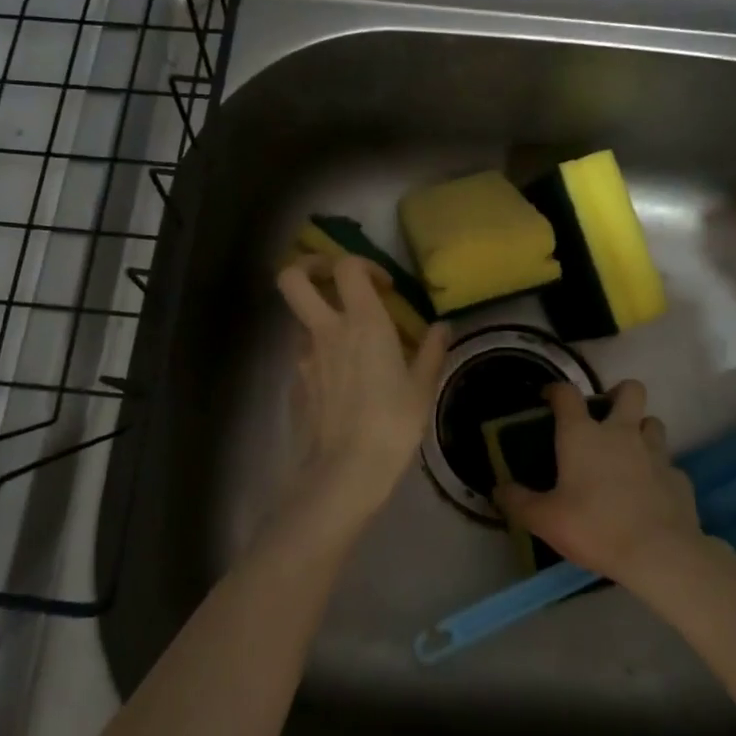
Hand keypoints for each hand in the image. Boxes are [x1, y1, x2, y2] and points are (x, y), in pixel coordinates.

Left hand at [276, 255, 450, 538]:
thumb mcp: (421, 387)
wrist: (345, 471)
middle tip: (332, 278)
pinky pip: (303, 355)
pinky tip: (342, 381)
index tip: (384, 285)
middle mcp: (326, 330)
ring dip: (318, 317)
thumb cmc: (392, 423)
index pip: (347, 267)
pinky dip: (319, 355)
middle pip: (292, 278)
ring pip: (298, 318)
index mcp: (362, 322)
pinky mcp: (295, 383)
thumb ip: (431, 351)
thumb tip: (443, 327)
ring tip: (348, 341)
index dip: (363, 264)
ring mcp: (304, 357)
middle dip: (308, 266)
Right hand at [495, 380, 702, 582]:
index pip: (567, 393)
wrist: (660, 554)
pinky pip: (669, 464)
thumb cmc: (595, 527)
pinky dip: (659, 472)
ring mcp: (656, 453)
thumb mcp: (545, 520)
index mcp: (583, 435)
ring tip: (629, 453)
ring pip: (653, 422)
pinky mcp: (679, 478)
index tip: (549, 398)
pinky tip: (651, 492)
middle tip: (606, 416)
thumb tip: (498, 490)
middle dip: (618, 394)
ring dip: (641, 430)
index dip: (556, 390)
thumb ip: (518, 502)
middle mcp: (621, 432)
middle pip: (630, 390)